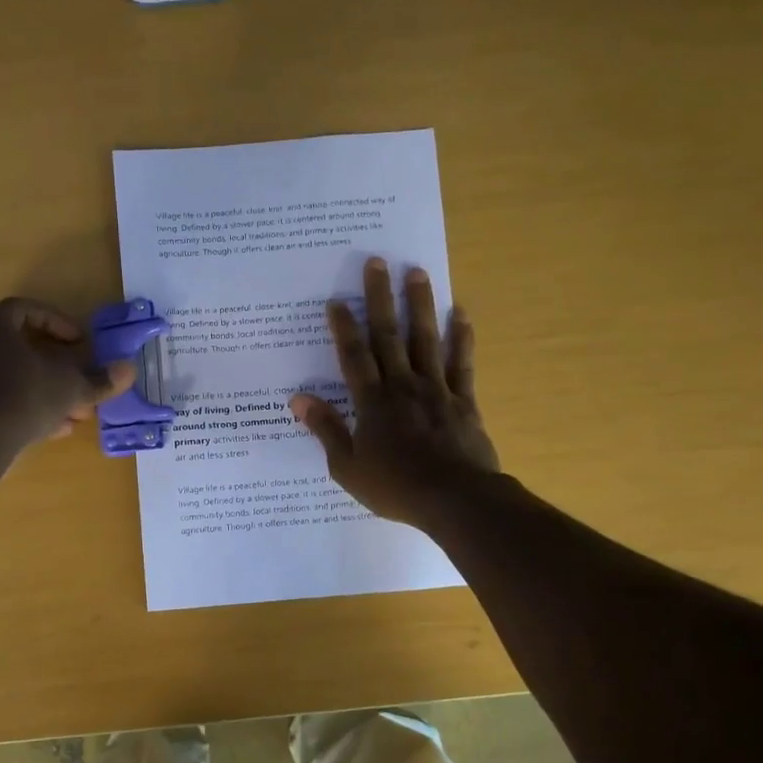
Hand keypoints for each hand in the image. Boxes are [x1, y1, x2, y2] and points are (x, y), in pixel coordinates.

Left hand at [0, 298, 133, 453]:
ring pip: (11, 378)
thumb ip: (99, 379)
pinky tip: (49, 431)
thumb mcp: (71, 387)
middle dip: (56, 367)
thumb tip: (128, 370)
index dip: (56, 322)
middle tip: (79, 382)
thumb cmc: (24, 397)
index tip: (79, 342)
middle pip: (20, 348)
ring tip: (72, 414)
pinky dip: (24, 410)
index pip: (25, 309)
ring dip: (43, 392)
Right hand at [290, 257, 499, 526]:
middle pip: (389, 336)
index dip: (343, 327)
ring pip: (426, 339)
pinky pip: (461, 364)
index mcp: (372, 403)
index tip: (336, 300)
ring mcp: (436, 390)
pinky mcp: (463, 401)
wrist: (455, 499)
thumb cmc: (395, 487)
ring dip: (420, 304)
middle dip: (380, 298)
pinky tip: (461, 314)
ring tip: (416, 272)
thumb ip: (325, 430)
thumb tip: (298, 400)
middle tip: (376, 263)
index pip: (353, 357)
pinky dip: (462, 338)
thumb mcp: (347, 467)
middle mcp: (403, 386)